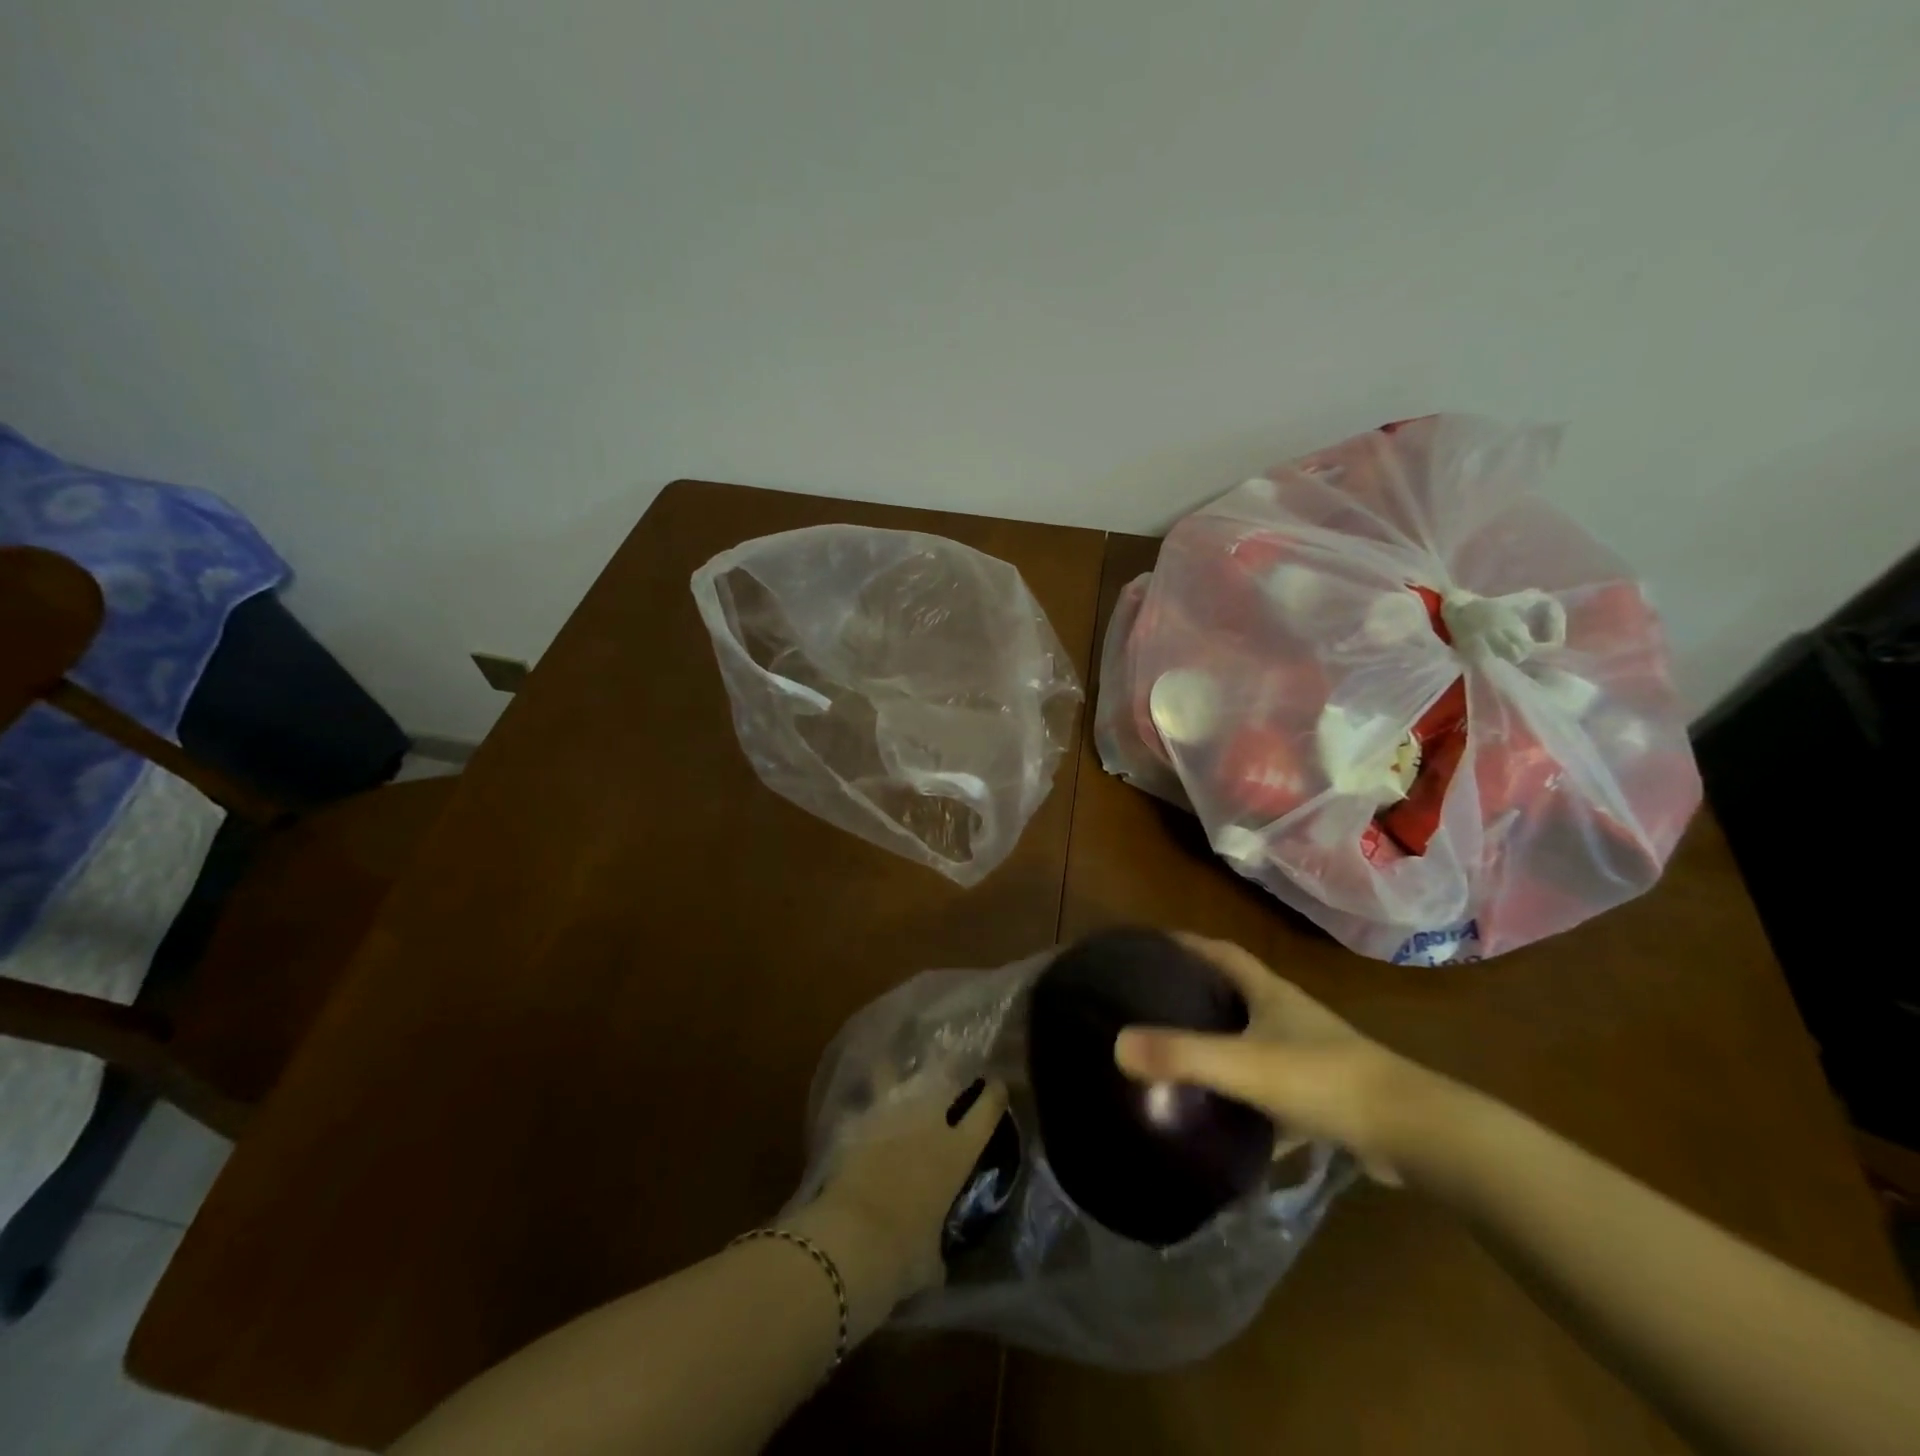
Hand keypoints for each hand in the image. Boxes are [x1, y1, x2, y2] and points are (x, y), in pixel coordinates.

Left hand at [791, 1070, 1006, 1314]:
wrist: (850, 1240)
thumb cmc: (902, 1257)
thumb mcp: (929, 1262)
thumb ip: (935, 1249)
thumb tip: (932, 1259)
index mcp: (957, 1153)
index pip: (987, 1110)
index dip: (995, 1094)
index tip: (997, 1086)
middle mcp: (930, 1124)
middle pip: (947, 1080)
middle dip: (951, 1072)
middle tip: (952, 1070)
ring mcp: (892, 1116)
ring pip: (904, 1079)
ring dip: (907, 1077)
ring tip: (906, 1071)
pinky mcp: (858, 1122)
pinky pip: (869, 1100)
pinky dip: (870, 1097)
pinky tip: (866, 1093)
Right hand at [1113, 934, 1434, 1183]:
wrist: (1413, 1132)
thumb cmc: (1324, 1080)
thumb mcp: (1245, 1065)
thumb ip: (1183, 1055)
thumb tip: (1116, 1044)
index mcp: (1269, 993)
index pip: (1220, 952)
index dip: (1186, 944)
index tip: (1149, 945)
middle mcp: (1288, 1014)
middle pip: (1234, 991)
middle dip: (1196, 991)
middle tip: (1150, 1001)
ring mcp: (1308, 1054)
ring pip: (1252, 1038)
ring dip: (1220, 1041)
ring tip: (1176, 1054)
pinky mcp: (1322, 1094)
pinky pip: (1270, 1085)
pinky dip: (1245, 1094)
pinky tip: (1223, 1119)